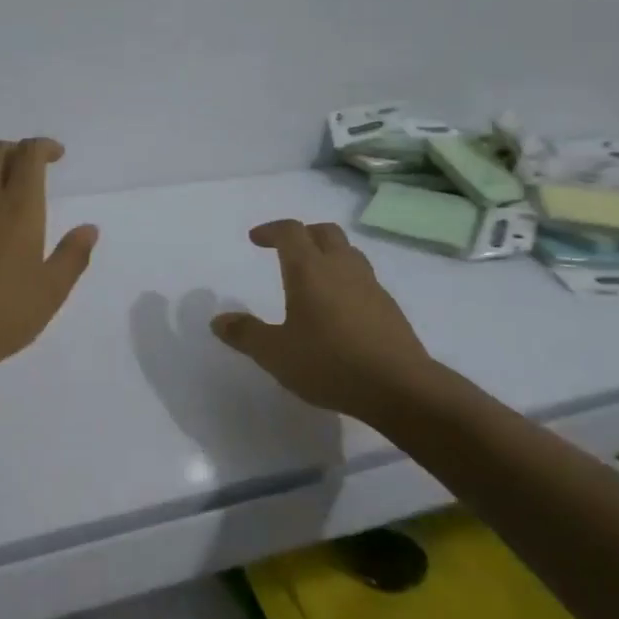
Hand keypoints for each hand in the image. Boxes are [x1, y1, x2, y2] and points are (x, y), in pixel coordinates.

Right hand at [210, 220, 435, 419]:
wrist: (400, 387)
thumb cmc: (329, 363)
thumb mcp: (275, 353)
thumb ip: (245, 334)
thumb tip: (218, 321)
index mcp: (309, 269)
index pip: (290, 231)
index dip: (271, 230)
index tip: (256, 239)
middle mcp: (341, 267)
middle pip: (324, 232)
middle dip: (303, 234)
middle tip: (286, 250)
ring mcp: (370, 285)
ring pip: (348, 252)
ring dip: (328, 254)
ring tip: (313, 277)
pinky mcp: (389, 307)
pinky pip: (363, 278)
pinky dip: (346, 280)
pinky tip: (339, 309)